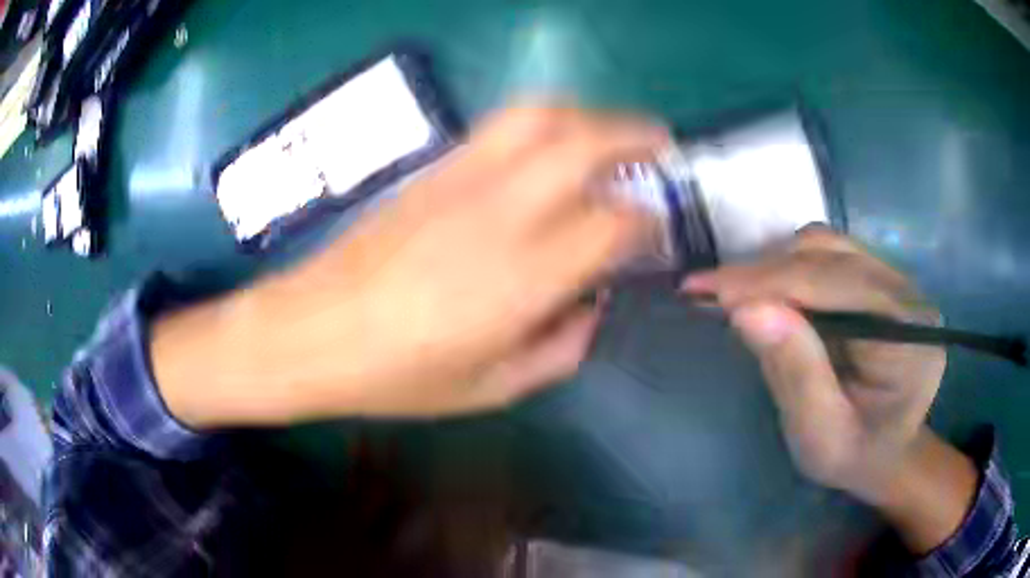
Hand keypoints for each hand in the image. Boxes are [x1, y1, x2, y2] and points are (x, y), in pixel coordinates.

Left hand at [154, 106, 666, 423]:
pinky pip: (502, 127)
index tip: (657, 229)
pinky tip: (552, 147)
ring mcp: (463, 179)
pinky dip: (545, 123)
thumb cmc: (398, 375)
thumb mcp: (493, 388)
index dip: (649, 221)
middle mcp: (501, 213)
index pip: (614, 223)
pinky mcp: (435, 169)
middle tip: (660, 149)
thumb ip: (561, 348)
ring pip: (541, 116)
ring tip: (612, 136)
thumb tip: (593, 305)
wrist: (313, 330)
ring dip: (590, 116)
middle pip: (586, 143)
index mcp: (523, 278)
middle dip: (636, 137)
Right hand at [682, 228, 947, 505]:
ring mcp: (895, 281)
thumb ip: (795, 374)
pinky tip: (768, 294)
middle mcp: (907, 294)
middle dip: (765, 271)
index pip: (837, 285)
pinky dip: (789, 268)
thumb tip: (747, 310)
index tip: (705, 288)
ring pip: (828, 246)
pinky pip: (829, 256)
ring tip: (736, 295)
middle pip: (832, 255)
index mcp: (908, 335)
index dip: (770, 281)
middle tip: (707, 291)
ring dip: (776, 265)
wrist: (884, 453)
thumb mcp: (820, 437)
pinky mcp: (878, 280)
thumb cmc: (854, 456)